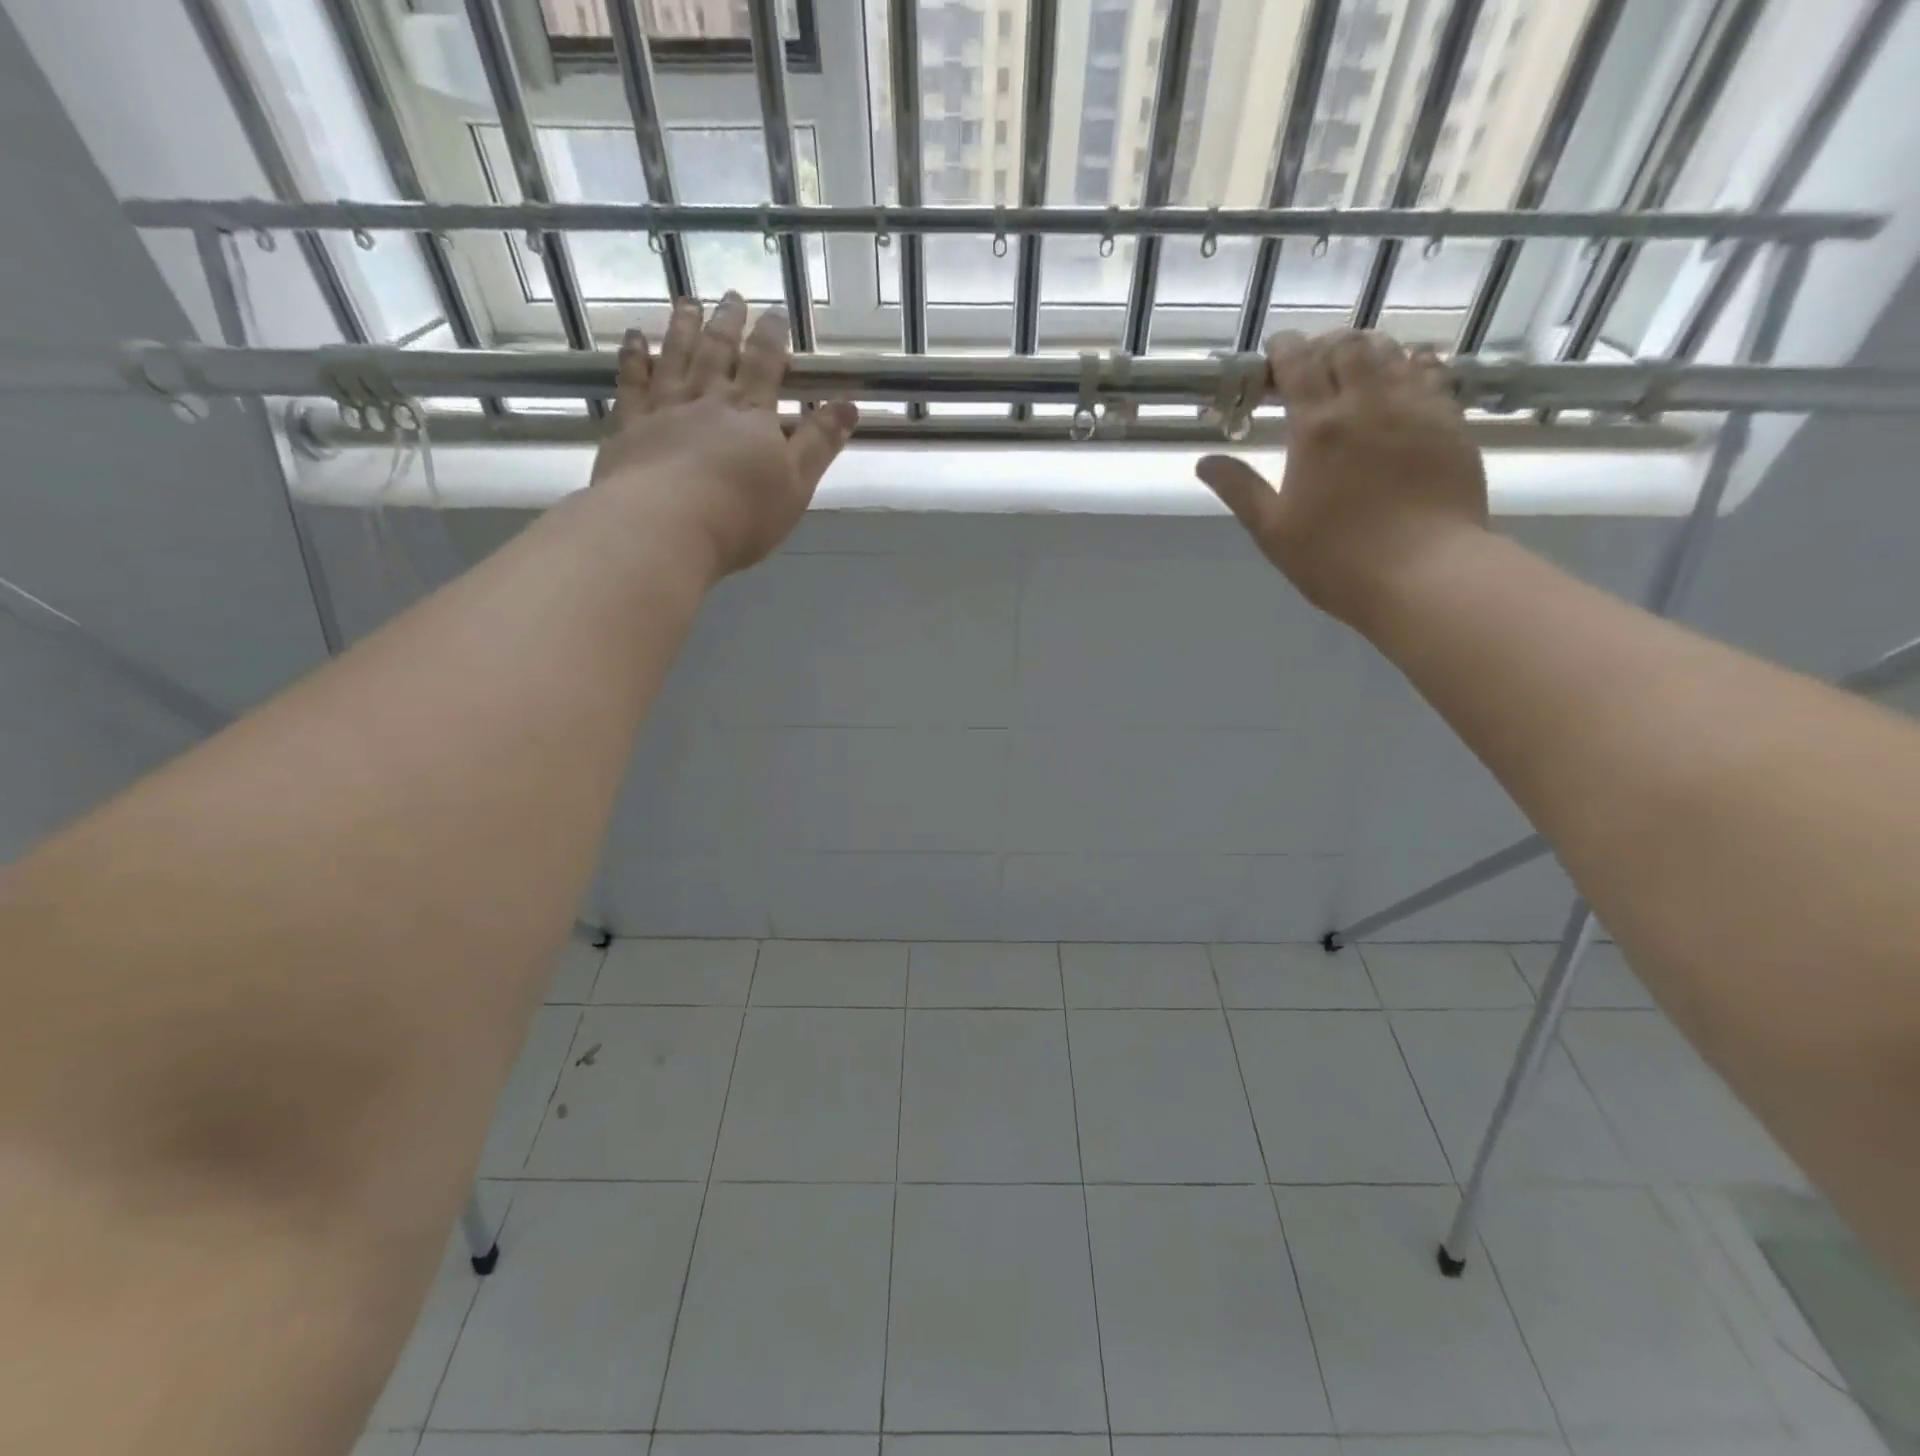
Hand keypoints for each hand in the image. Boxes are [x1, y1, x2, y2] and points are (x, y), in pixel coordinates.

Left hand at [590, 292, 858, 580]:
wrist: (665, 525)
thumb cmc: (741, 514)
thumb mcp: (796, 485)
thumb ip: (819, 444)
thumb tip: (850, 405)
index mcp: (751, 415)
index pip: (764, 365)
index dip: (771, 337)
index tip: (775, 312)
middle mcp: (707, 401)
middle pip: (718, 352)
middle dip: (728, 323)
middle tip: (732, 296)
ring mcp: (664, 409)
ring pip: (676, 357)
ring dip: (683, 328)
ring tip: (688, 303)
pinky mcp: (629, 426)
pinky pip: (632, 382)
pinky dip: (633, 356)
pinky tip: (634, 338)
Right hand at [1196, 329, 1488, 631]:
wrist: (1425, 574)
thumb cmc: (1336, 559)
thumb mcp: (1273, 531)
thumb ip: (1239, 489)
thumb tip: (1205, 462)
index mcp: (1317, 428)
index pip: (1298, 363)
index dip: (1283, 349)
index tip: (1273, 355)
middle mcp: (1368, 403)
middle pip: (1348, 346)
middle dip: (1325, 347)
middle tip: (1312, 368)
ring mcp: (1416, 408)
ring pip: (1393, 351)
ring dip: (1367, 352)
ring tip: (1355, 373)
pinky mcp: (1450, 422)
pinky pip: (1431, 373)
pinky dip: (1409, 368)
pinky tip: (1401, 387)